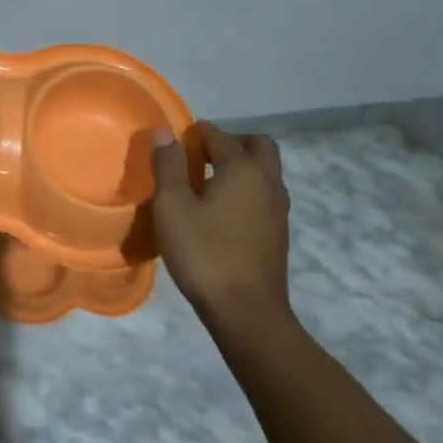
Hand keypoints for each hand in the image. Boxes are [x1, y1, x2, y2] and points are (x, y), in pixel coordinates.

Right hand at [150, 122, 291, 329]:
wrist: (246, 309)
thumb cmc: (203, 253)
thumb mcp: (172, 207)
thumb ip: (167, 166)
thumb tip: (164, 133)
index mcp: (242, 169)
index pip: (220, 136)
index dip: (196, 134)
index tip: (175, 142)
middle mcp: (267, 182)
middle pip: (257, 145)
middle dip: (230, 142)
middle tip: (200, 156)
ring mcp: (278, 209)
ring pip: (264, 172)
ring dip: (240, 167)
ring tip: (206, 185)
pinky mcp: (278, 232)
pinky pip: (264, 195)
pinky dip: (245, 190)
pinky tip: (220, 213)